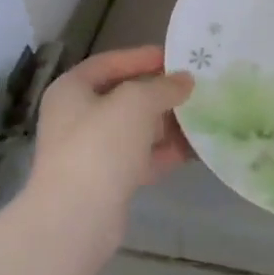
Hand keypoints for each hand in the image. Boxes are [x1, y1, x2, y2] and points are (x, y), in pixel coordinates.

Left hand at [19, 45, 193, 254]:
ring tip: (202, 116)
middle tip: (194, 88)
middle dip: (160, 93)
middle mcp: (76, 117)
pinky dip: (165, 152)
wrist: (77, 217)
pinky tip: (195, 149)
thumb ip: (164, 86)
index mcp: (71, 90)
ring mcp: (90, 151)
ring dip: (167, 123)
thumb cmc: (101, 145)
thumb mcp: (137, 102)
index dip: (142, 57)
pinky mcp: (106, 180)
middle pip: (124, 96)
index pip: (110, 63)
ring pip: (135, 129)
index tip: (176, 58)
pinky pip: (140, 157)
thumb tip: (185, 81)